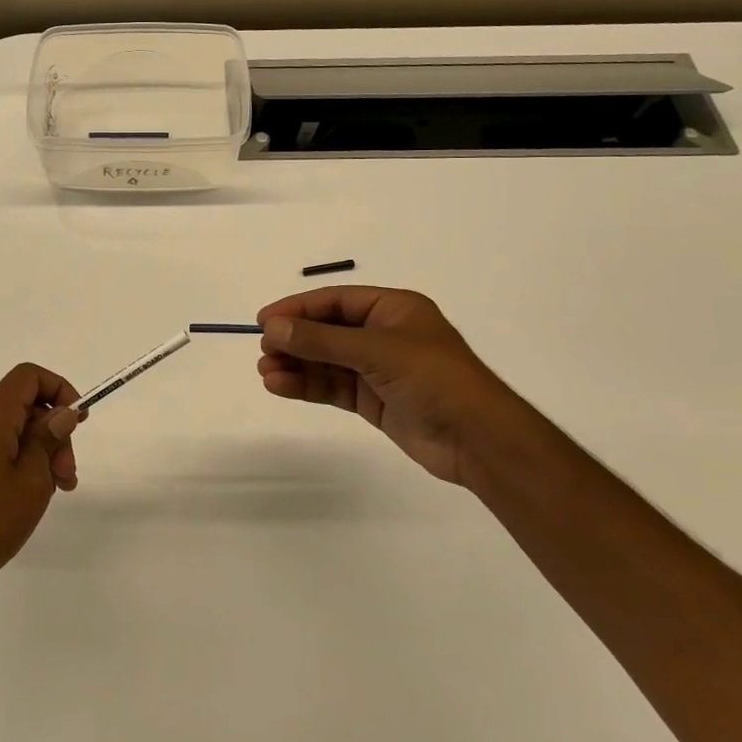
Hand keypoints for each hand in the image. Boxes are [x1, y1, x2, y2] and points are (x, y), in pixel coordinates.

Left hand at [0, 363, 84, 607]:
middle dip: (53, 431)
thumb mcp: (32, 480)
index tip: (77, 421)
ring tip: (56, 490)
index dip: (58, 388)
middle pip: (21, 406)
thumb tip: (62, 412)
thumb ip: (49, 438)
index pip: (27, 376)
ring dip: (39, 450)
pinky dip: (18, 460)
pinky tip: (29, 495)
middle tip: (68, 474)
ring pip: (10, 429)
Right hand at [256, 286, 533, 485]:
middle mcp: (384, 334)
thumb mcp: (376, 350)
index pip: (335, 301)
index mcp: (393, 309)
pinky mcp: (375, 400)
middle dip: (295, 340)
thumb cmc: (434, 378)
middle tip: (263, 351)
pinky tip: (280, 386)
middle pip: (328, 331)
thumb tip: (272, 327)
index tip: (264, 321)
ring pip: (327, 361)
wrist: (478, 439)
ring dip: (296, 365)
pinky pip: (333, 386)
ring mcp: (379, 369)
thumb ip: (321, 340)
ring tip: (265, 372)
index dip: (298, 308)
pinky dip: (308, 385)